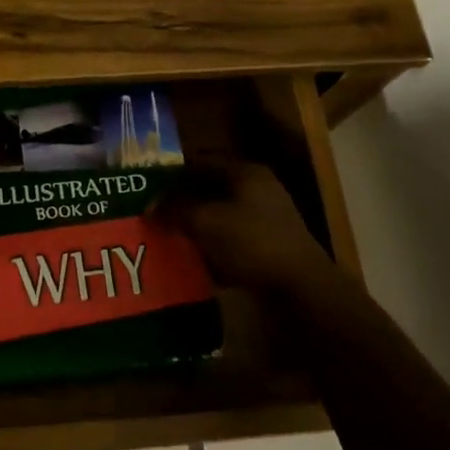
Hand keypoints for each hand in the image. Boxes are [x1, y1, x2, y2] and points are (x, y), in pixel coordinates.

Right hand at [155, 162, 353, 306]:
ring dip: (196, 225)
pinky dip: (212, 247)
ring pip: (220, 215)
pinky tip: (193, 260)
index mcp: (246, 173)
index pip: (202, 161)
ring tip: (169, 236)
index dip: (174, 173)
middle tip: (156, 213)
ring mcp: (266, 219)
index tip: (149, 188)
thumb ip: (176, 209)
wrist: (300, 288)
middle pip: (210, 188)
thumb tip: (151, 206)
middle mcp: (258, 189)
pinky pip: (231, 240)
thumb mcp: (206, 221)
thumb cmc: (251, 242)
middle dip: (183, 201)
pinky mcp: (268, 247)